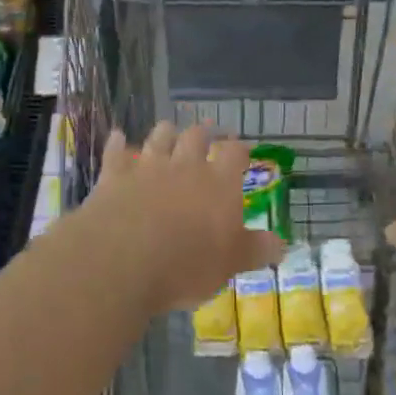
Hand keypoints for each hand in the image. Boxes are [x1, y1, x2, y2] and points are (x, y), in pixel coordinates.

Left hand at [77, 124, 284, 316]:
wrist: (124, 259)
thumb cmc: (187, 264)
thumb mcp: (231, 264)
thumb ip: (255, 250)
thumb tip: (281, 244)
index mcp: (219, 183)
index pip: (234, 154)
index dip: (238, 149)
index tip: (240, 150)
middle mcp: (186, 166)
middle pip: (195, 137)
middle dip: (201, 133)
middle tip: (205, 131)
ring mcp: (148, 167)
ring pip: (159, 137)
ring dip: (164, 132)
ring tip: (167, 129)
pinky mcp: (115, 175)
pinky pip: (116, 152)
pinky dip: (118, 143)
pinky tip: (118, 137)